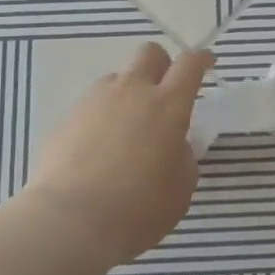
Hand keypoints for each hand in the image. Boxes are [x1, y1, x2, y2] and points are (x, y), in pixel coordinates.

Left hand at [27, 42, 212, 269]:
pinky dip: (101, 118)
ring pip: (117, 78)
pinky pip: (92, 105)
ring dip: (128, 94)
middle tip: (164, 94)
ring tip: (127, 130)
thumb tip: (173, 146)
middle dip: (162, 65)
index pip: (190, 64)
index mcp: (168, 105)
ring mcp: (95, 100)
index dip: (201, 60)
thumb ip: (183, 158)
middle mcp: (132, 91)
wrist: (70, 221)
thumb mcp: (180, 190)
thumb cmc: (138, 209)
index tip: (206, 64)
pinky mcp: (67, 117)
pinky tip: (98, 150)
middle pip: (150, 53)